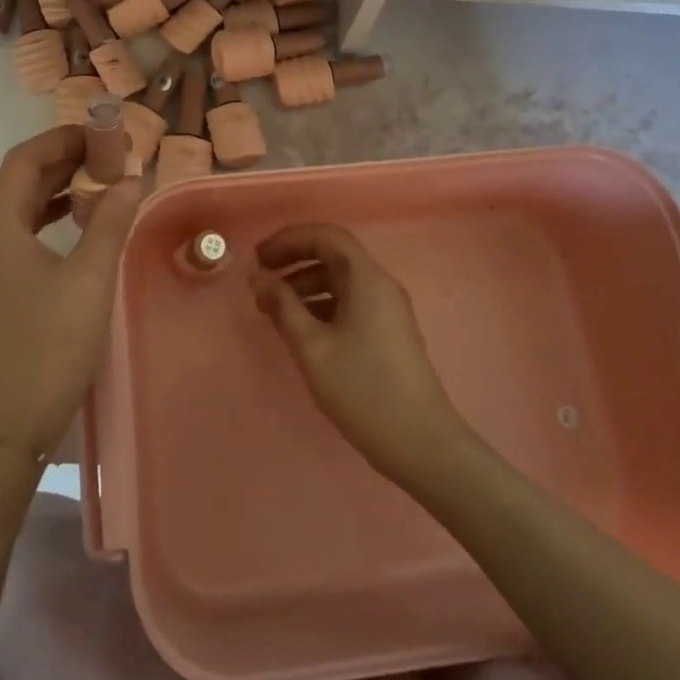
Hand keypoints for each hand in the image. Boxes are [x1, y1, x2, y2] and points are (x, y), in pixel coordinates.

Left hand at [0, 126, 143, 459]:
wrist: (7, 427)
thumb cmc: (49, 347)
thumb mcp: (90, 279)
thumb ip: (110, 222)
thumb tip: (132, 178)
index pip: (23, 161)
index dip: (61, 139)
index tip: (100, 132)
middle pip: (18, 181)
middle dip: (62, 161)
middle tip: (108, 153)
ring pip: (19, 208)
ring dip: (56, 189)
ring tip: (100, 180)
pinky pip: (20, 234)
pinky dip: (49, 218)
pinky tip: (79, 224)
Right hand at [249, 224, 469, 486]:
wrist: (421, 443)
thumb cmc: (363, 389)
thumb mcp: (312, 347)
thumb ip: (282, 307)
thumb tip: (258, 278)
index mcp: (367, 278)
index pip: (326, 236)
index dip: (290, 239)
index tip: (259, 258)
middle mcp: (380, 285)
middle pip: (334, 255)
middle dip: (294, 261)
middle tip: (261, 280)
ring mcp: (387, 309)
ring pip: (341, 281)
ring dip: (305, 286)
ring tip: (273, 309)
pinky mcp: (388, 332)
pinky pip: (350, 302)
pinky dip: (321, 305)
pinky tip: (301, 330)